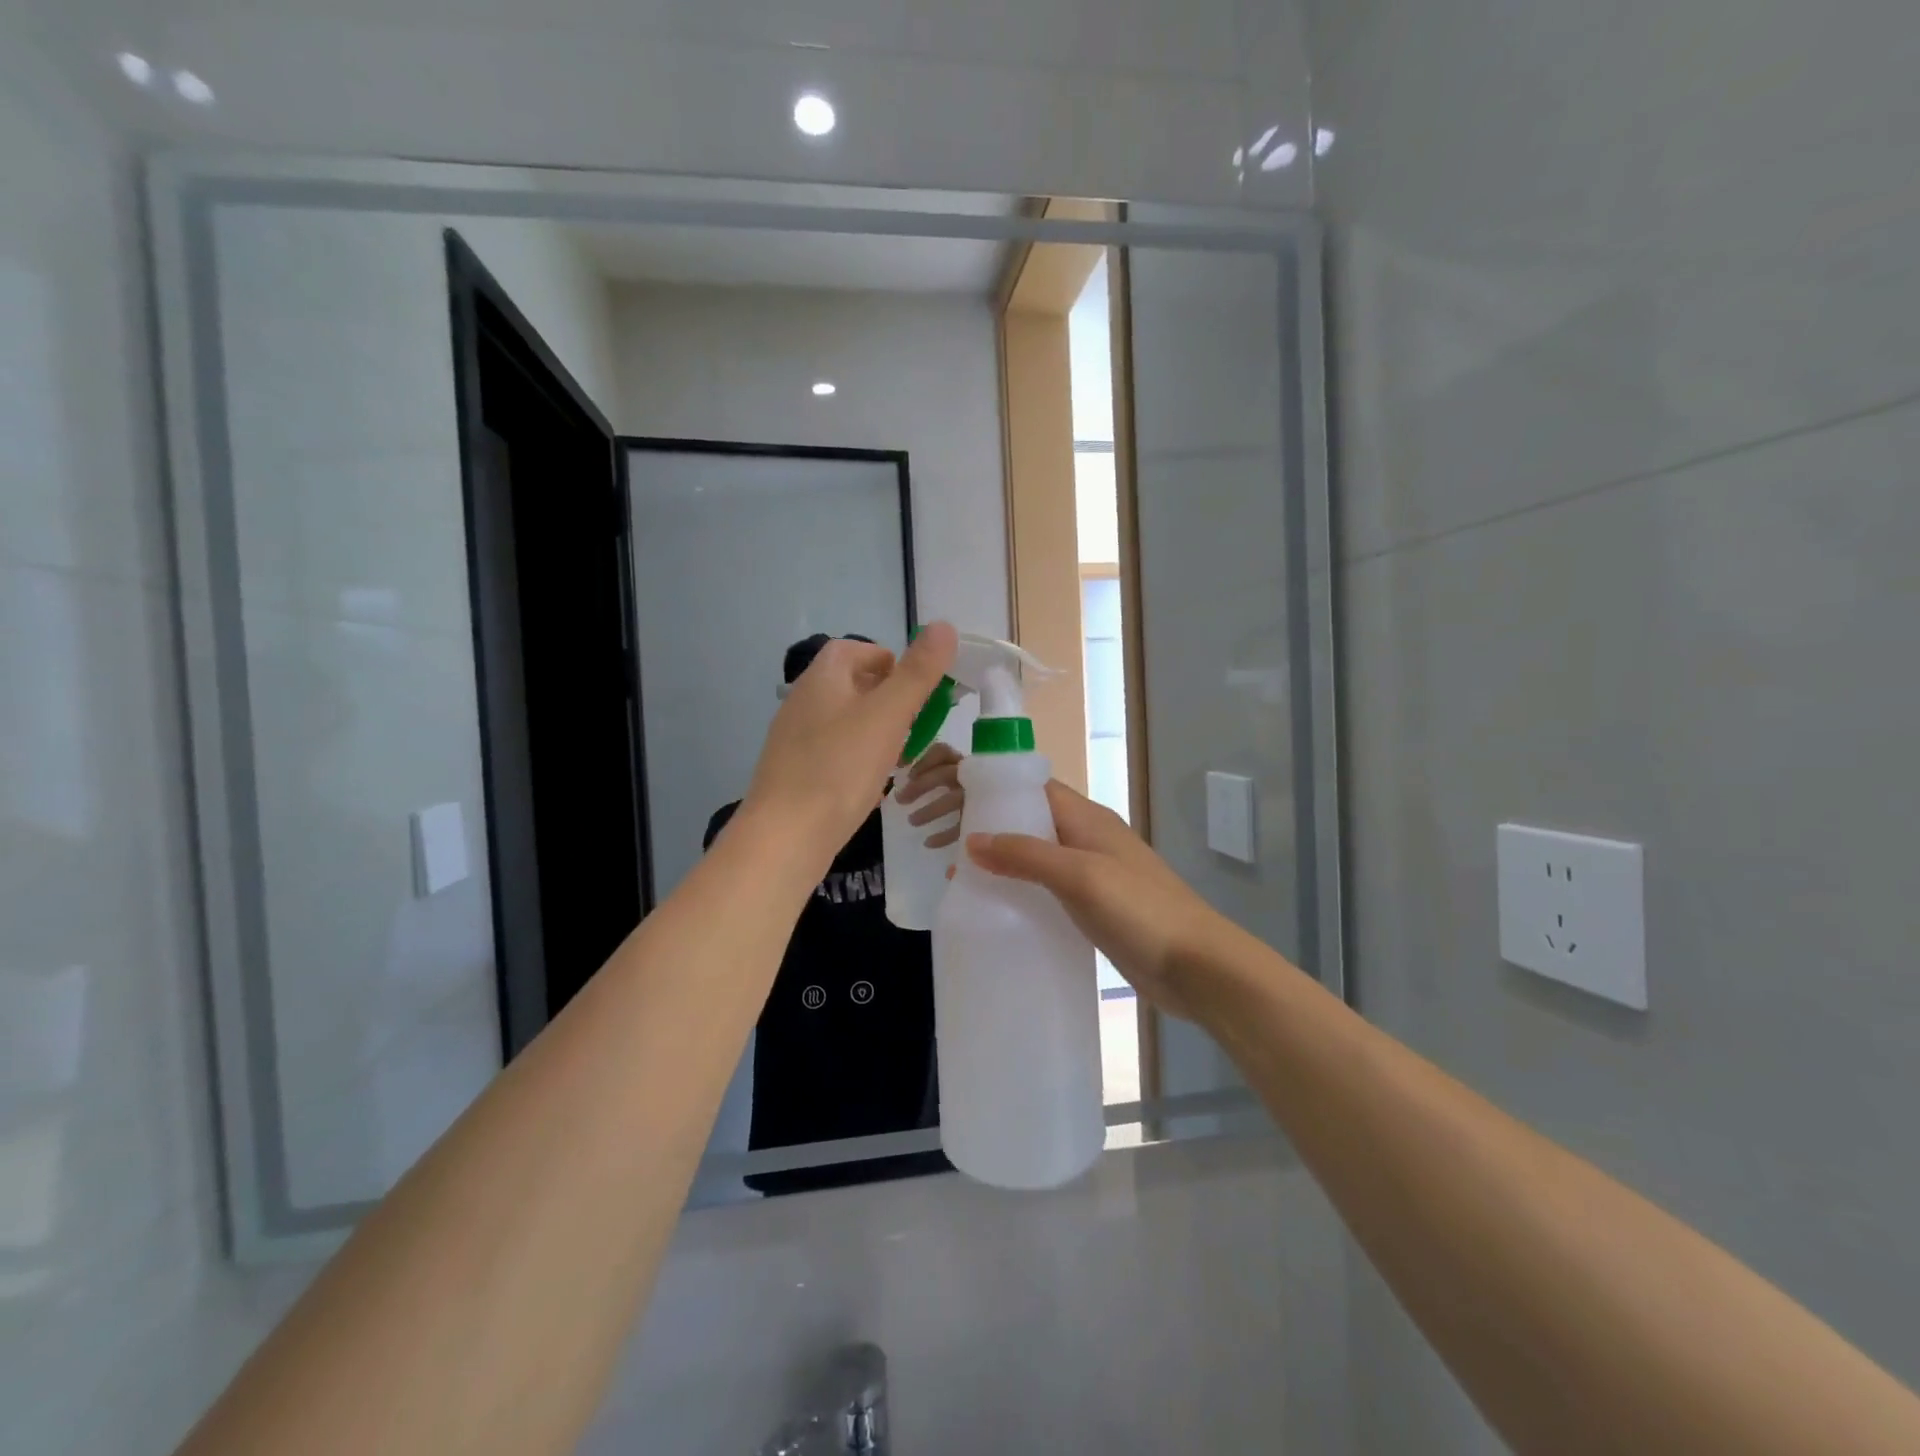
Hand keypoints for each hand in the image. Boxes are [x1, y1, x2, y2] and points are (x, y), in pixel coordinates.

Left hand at [743, 623, 958, 869]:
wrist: (786, 836)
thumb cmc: (840, 768)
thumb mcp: (888, 714)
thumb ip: (918, 672)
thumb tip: (945, 625)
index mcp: (822, 678)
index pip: (855, 649)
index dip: (889, 660)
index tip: (915, 687)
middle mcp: (802, 701)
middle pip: (850, 685)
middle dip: (887, 698)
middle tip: (914, 723)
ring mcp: (794, 739)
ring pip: (844, 721)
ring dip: (874, 730)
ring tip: (899, 755)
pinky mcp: (794, 772)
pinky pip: (833, 752)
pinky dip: (856, 758)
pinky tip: (871, 783)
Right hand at [965, 781, 1228, 1020]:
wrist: (1196, 966)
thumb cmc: (1140, 910)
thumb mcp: (1080, 876)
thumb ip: (1026, 855)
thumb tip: (971, 839)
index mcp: (1086, 818)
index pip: (1032, 787)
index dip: (992, 788)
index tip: (950, 799)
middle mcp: (1086, 838)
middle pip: (1029, 819)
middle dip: (988, 825)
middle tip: (940, 841)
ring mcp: (1091, 872)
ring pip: (1035, 854)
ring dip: (999, 859)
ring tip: (956, 873)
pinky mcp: (1092, 905)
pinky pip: (1046, 886)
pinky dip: (1018, 888)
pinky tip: (994, 905)